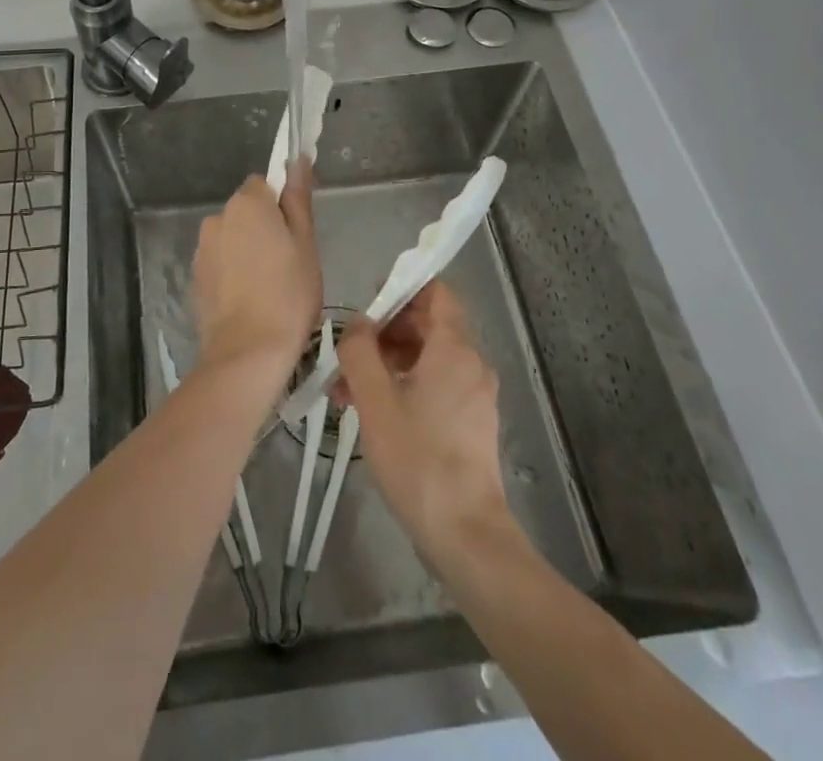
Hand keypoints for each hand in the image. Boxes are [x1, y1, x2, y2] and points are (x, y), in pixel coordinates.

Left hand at [191, 162, 321, 383]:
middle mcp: (217, 218)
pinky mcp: (195, 278)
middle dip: (264, 228)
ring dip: (247, 251)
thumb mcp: (305, 243)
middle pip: (246, 211)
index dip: (281, 205)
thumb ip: (298, 198)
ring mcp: (202, 249)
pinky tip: (250, 300)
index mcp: (246, 204)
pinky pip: (220, 263)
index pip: (264, 184)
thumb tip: (297, 159)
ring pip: (232, 238)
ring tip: (270, 287)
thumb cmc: (288, 294)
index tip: (296, 233)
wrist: (247, 353)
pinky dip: (233, 273)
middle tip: (290, 263)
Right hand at [336, 283, 516, 561]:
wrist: (464, 534)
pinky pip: (435, 385)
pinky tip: (373, 414)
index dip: (400, 289)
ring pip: (427, 358)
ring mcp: (474, 395)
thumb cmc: (417, 457)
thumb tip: (357, 324)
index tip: (367, 308)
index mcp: (454, 348)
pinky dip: (405, 386)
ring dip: (388, 364)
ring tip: (348, 392)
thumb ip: (359, 350)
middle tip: (347, 357)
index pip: (435, 292)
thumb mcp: (374, 398)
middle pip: (427, 325)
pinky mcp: (471, 422)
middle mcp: (471, 363)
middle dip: (384, 334)